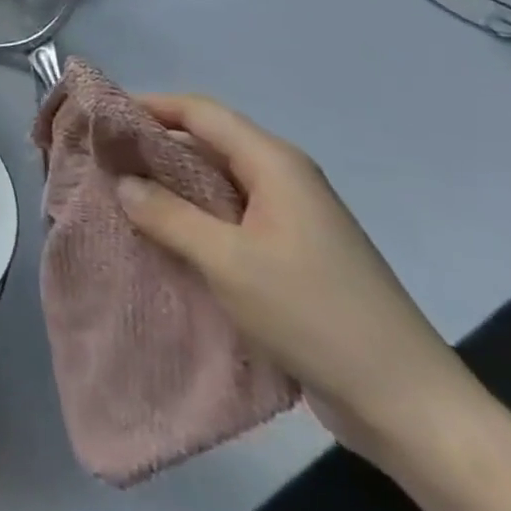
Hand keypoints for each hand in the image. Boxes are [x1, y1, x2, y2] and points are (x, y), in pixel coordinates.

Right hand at [115, 93, 477, 466]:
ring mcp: (290, 218)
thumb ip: (167, 215)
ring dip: (171, 186)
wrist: (408, 405)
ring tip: (121, 196)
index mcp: (273, 163)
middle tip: (102, 159)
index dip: (148, 106)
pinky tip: (164, 237)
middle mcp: (282, 178)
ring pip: (216, 183)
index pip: (199, 112)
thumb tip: (122, 181)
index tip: (101, 117)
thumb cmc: (314, 314)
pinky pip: (230, 218)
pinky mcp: (291, 253)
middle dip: (153, 146)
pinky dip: (193, 218)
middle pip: (207, 143)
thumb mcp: (228, 262)